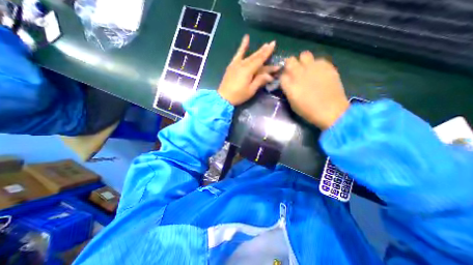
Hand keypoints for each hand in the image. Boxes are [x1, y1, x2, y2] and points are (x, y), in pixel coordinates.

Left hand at [219, 34, 279, 105]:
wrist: (223, 97)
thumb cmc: (238, 95)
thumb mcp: (250, 90)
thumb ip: (259, 81)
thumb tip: (269, 75)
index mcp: (248, 71)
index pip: (260, 60)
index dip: (268, 53)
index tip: (274, 45)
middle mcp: (243, 64)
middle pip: (256, 58)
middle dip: (264, 51)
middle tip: (271, 44)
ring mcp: (236, 64)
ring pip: (249, 56)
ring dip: (257, 51)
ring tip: (264, 45)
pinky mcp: (232, 65)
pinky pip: (238, 54)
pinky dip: (242, 46)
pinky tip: (246, 38)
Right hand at [278, 51, 347, 128]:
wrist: (330, 111)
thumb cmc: (308, 111)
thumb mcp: (292, 103)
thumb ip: (289, 90)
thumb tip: (288, 82)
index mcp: (289, 85)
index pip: (281, 75)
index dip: (283, 77)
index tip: (286, 80)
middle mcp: (299, 74)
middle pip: (290, 60)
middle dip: (290, 65)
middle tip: (295, 71)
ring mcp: (313, 68)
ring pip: (304, 55)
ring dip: (303, 61)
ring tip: (307, 69)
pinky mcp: (326, 66)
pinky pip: (318, 59)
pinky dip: (316, 65)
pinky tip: (319, 73)